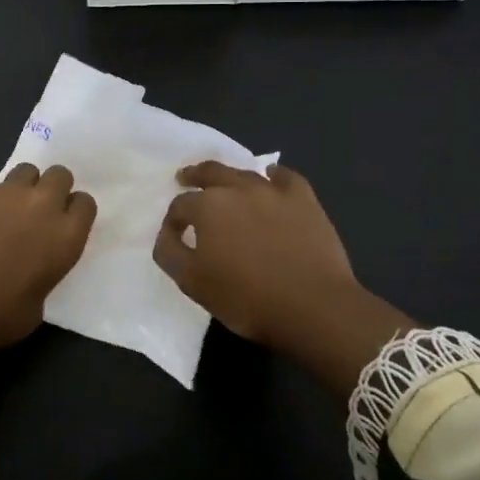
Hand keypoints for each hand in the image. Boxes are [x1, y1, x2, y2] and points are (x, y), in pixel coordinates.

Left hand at [0, 164, 96, 351]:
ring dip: (22, 187)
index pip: (85, 203)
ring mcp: (3, 194)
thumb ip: (44, 273)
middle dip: (53, 187)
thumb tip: (33, 265)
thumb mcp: (36, 304)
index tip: (64, 223)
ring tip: (6, 211)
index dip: (74, 211)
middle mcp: (40, 206)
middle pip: (60, 175)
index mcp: (64, 236)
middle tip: (38, 210)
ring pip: (25, 171)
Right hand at [155, 161, 410, 395]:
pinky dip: (275, 176)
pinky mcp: (304, 200)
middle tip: (186, 176)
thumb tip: (166, 234)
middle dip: (194, 175)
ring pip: (245, 174)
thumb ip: (171, 254)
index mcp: (208, 207)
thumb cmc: (247, 298)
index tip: (174, 232)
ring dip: (230, 176)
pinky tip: (272, 178)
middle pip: (211, 173)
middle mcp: (239, 189)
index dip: (173, 219)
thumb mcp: (193, 284)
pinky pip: (286, 178)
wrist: (312, 306)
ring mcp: (274, 192)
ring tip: (225, 182)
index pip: (181, 205)